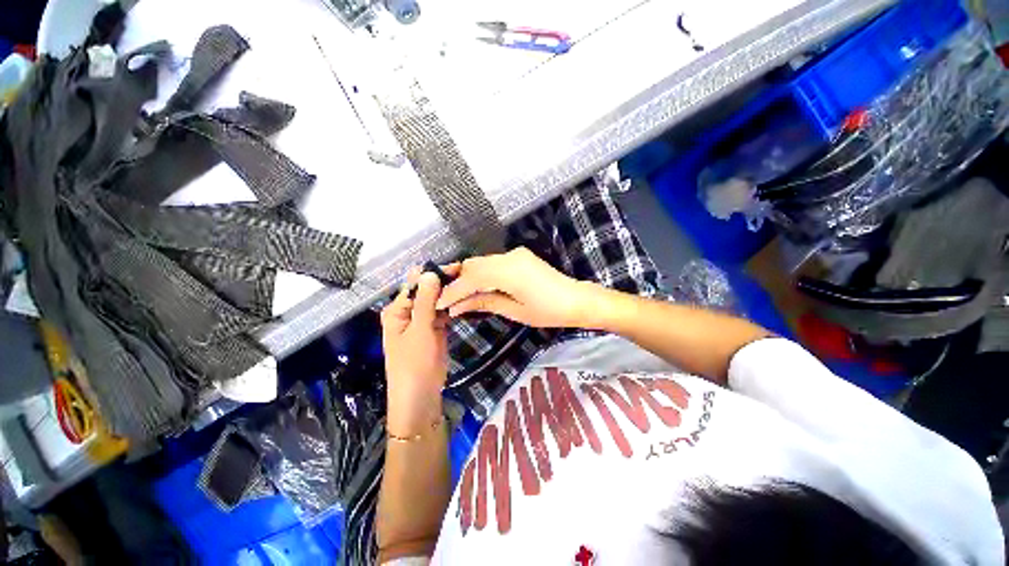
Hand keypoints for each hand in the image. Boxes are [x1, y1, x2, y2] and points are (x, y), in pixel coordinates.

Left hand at [380, 266, 457, 435]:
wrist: (421, 395)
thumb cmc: (414, 363)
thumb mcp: (420, 330)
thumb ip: (425, 301)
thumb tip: (429, 272)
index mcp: (397, 309)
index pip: (415, 284)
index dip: (434, 273)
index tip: (456, 267)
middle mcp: (408, 311)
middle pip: (426, 290)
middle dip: (443, 281)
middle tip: (466, 273)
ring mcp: (422, 320)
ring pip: (436, 300)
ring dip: (449, 292)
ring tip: (469, 282)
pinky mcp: (434, 328)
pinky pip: (443, 312)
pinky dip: (451, 305)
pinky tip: (464, 297)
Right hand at [435, 247, 594, 327]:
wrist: (577, 299)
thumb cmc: (548, 311)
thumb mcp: (515, 311)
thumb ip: (485, 302)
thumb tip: (457, 306)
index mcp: (509, 271)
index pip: (472, 278)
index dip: (453, 291)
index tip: (438, 303)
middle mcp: (509, 257)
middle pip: (473, 265)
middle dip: (456, 281)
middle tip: (443, 298)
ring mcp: (515, 254)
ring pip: (482, 262)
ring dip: (468, 277)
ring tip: (456, 295)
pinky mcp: (519, 256)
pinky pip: (492, 263)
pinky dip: (481, 274)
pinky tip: (475, 287)